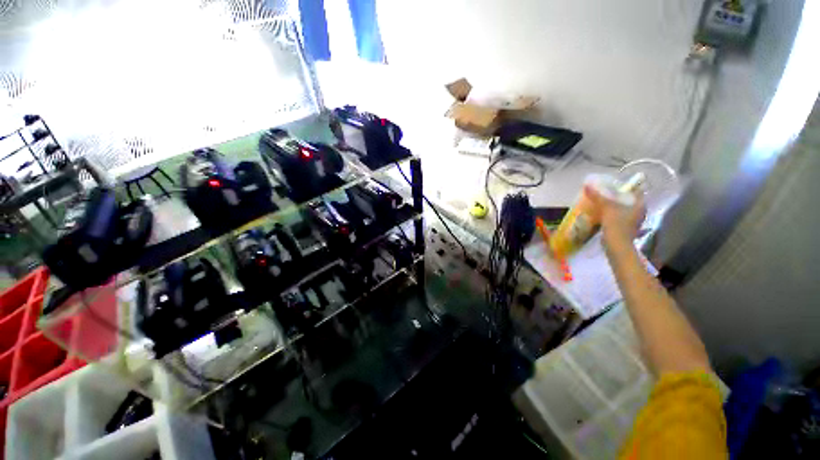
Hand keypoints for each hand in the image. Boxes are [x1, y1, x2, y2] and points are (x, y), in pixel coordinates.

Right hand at [583, 184, 644, 246]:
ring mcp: (634, 221)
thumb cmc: (616, 224)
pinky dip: (612, 215)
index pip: (635, 190)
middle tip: (604, 194)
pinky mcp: (626, 229)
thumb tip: (587, 184)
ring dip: (614, 207)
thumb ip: (597, 196)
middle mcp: (640, 212)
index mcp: (640, 204)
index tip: (613, 185)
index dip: (625, 186)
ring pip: (624, 209)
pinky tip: (603, 215)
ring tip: (601, 204)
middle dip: (617, 197)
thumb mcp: (606, 207)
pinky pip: (619, 218)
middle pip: (629, 200)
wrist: (617, 246)